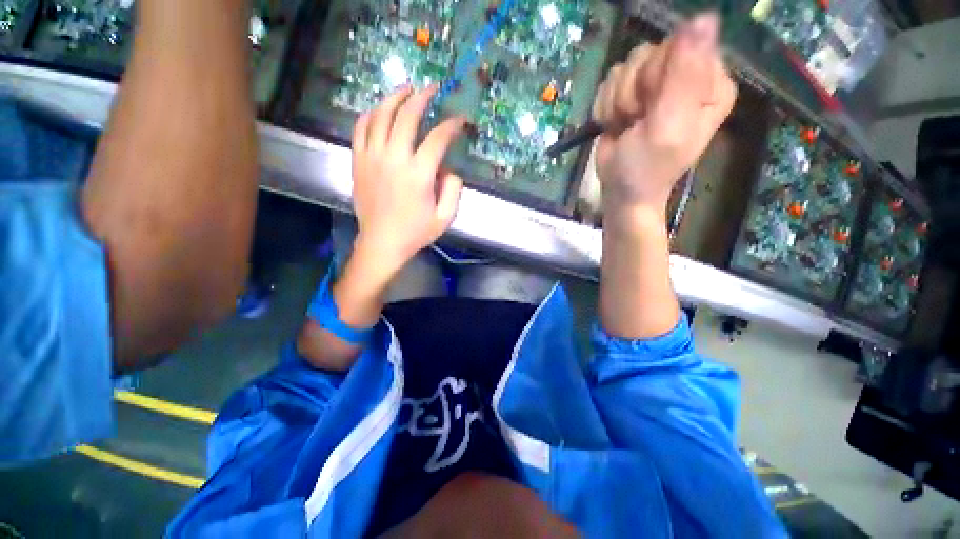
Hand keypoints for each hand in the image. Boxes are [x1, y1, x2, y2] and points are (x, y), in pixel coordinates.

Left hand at [351, 85, 465, 280]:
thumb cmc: (416, 232)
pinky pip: (361, 127)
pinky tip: (380, 109)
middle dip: (422, 97)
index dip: (451, 125)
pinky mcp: (358, 160)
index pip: (437, 138)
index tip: (459, 120)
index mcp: (419, 175)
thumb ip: (454, 189)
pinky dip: (371, 113)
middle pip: (407, 116)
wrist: (382, 242)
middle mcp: (394, 159)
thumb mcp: (445, 217)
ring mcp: (372, 157)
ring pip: (381, 115)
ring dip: (395, 97)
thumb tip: (449, 167)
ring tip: (406, 89)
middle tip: (432, 88)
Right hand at [592, 13, 736, 223]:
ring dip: (618, 101)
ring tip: (627, 126)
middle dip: (635, 90)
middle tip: (638, 119)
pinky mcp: (630, 94)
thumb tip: (704, 17)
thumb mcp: (669, 125)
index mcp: (709, 82)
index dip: (658, 73)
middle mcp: (685, 77)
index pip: (682, 44)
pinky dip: (607, 107)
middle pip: (650, 53)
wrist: (621, 191)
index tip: (653, 104)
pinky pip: (610, 81)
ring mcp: (655, 85)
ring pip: (626, 66)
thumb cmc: (648, 167)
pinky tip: (615, 125)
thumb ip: (685, 74)